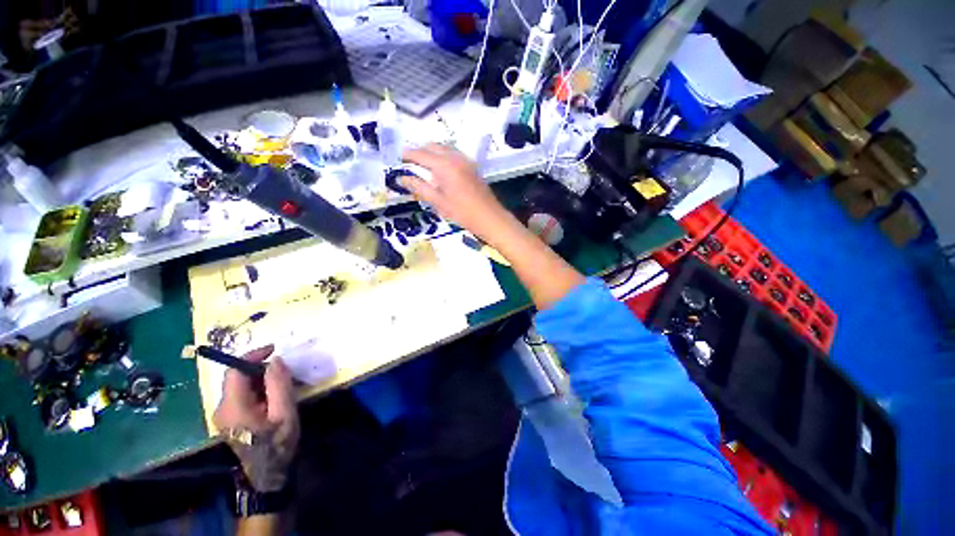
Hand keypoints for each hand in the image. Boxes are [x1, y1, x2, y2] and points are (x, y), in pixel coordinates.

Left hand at [213, 345, 299, 491]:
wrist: (266, 475)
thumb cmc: (276, 444)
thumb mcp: (284, 412)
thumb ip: (278, 384)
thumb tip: (275, 360)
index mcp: (233, 406)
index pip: (235, 371)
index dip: (253, 356)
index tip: (274, 349)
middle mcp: (222, 408)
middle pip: (237, 378)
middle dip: (261, 369)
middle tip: (285, 370)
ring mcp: (224, 415)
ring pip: (241, 387)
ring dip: (261, 380)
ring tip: (283, 384)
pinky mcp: (229, 420)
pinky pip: (242, 396)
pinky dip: (258, 390)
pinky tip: (274, 397)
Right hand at [401, 144, 514, 243]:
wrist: (489, 217)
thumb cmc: (462, 213)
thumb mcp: (438, 202)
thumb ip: (419, 187)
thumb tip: (401, 178)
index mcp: (444, 165)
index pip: (420, 154)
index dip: (406, 155)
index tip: (396, 159)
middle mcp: (455, 157)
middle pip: (432, 146)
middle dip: (419, 151)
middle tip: (409, 163)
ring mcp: (465, 160)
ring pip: (444, 148)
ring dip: (431, 152)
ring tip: (422, 166)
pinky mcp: (472, 166)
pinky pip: (453, 154)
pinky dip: (443, 156)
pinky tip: (440, 170)